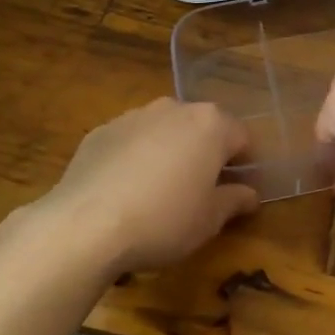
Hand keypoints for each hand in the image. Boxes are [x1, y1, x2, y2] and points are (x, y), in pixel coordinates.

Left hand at [45, 99, 257, 273]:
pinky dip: (135, 158)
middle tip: (201, 192)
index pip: (242, 138)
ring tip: (159, 192)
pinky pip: (131, 141)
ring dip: (171, 152)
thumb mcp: (209, 220)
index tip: (238, 191)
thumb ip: (234, 201)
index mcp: (211, 125)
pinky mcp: (101, 131)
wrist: (84, 225)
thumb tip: (250, 195)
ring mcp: (135, 116)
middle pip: (203, 128)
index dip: (245, 165)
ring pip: (165, 131)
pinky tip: (125, 192)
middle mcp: (175, 109)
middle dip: (206, 154)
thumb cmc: (163, 220)